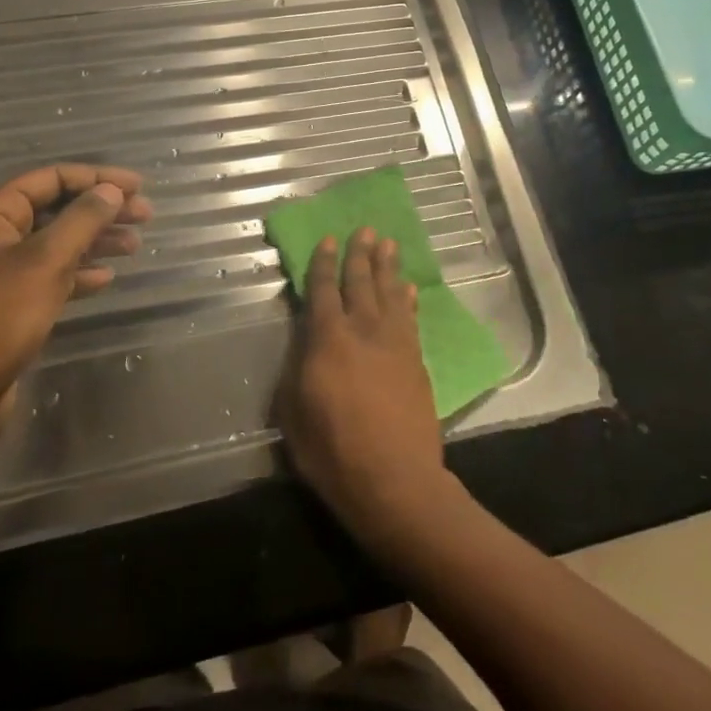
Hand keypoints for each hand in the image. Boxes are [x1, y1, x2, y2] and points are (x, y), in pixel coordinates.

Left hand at [0, 163, 150, 459]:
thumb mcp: (45, 262)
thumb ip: (82, 220)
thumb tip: (111, 190)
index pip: (51, 179)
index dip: (98, 178)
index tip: (139, 187)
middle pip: (55, 209)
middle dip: (100, 210)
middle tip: (145, 217)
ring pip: (55, 243)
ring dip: (95, 241)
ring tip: (135, 245)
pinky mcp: (6, 303)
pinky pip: (49, 275)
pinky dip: (77, 272)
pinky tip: (105, 278)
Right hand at [280, 227, 448, 540]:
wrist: (394, 480)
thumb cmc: (333, 452)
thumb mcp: (294, 413)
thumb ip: (298, 370)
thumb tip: (305, 344)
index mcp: (328, 341)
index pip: (324, 291)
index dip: (324, 263)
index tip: (329, 239)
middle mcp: (363, 332)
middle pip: (361, 283)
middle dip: (361, 255)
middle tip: (366, 229)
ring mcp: (395, 345)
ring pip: (390, 294)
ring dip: (388, 267)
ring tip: (388, 243)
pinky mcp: (416, 362)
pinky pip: (411, 320)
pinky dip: (408, 301)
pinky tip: (408, 289)